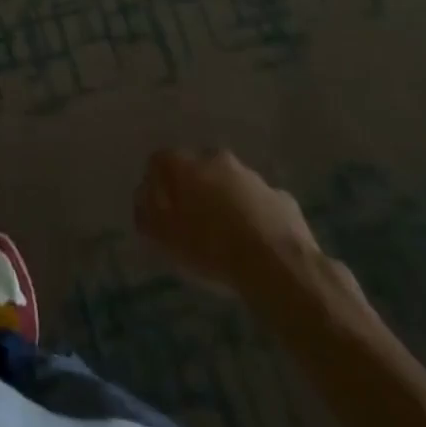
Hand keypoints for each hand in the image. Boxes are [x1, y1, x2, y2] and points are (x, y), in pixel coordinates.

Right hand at [136, 148, 354, 298]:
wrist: (279, 267)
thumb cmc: (211, 248)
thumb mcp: (165, 238)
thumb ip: (147, 215)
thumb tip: (143, 201)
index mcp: (184, 164)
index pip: (159, 162)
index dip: (156, 185)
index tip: (159, 211)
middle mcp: (216, 159)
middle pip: (197, 169)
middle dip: (193, 191)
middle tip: (193, 223)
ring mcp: (253, 177)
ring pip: (231, 184)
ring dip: (226, 202)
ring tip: (227, 238)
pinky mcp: (282, 199)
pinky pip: (261, 204)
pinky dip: (255, 217)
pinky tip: (258, 245)